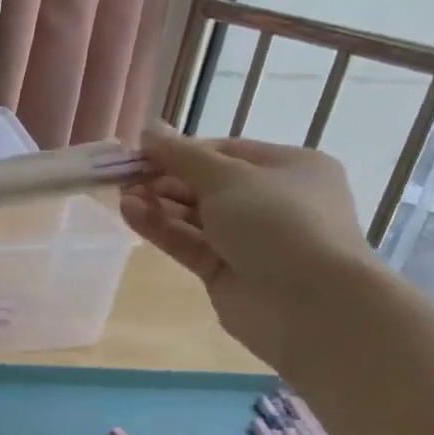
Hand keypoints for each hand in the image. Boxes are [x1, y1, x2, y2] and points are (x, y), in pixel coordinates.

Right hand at [118, 129, 384, 367]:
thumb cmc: (280, 223)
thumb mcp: (229, 178)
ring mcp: (248, 240)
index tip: (141, 151)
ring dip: (159, 203)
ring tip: (122, 195)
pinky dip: (160, 228)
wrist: (310, 304)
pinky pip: (188, 242)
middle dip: (166, 178)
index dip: (182, 149)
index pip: (226, 151)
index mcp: (289, 168)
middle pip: (207, 184)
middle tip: (125, 176)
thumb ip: (182, 155)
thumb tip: (148, 130)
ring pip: (194, 216)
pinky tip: (130, 213)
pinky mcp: (224, 272)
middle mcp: (271, 201)